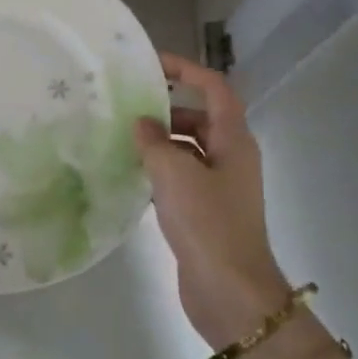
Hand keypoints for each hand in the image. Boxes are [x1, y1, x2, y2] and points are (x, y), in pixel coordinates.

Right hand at [134, 53, 293, 350]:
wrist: (231, 293)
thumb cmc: (208, 224)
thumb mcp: (175, 175)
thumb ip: (154, 142)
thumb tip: (142, 124)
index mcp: (234, 140)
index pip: (214, 89)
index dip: (186, 70)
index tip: (152, 64)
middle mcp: (231, 157)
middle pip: (200, 119)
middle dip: (167, 110)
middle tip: (128, 109)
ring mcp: (221, 187)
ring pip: (189, 150)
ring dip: (161, 142)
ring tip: (123, 140)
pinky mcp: (207, 212)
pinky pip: (182, 178)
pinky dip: (161, 170)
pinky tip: (132, 176)